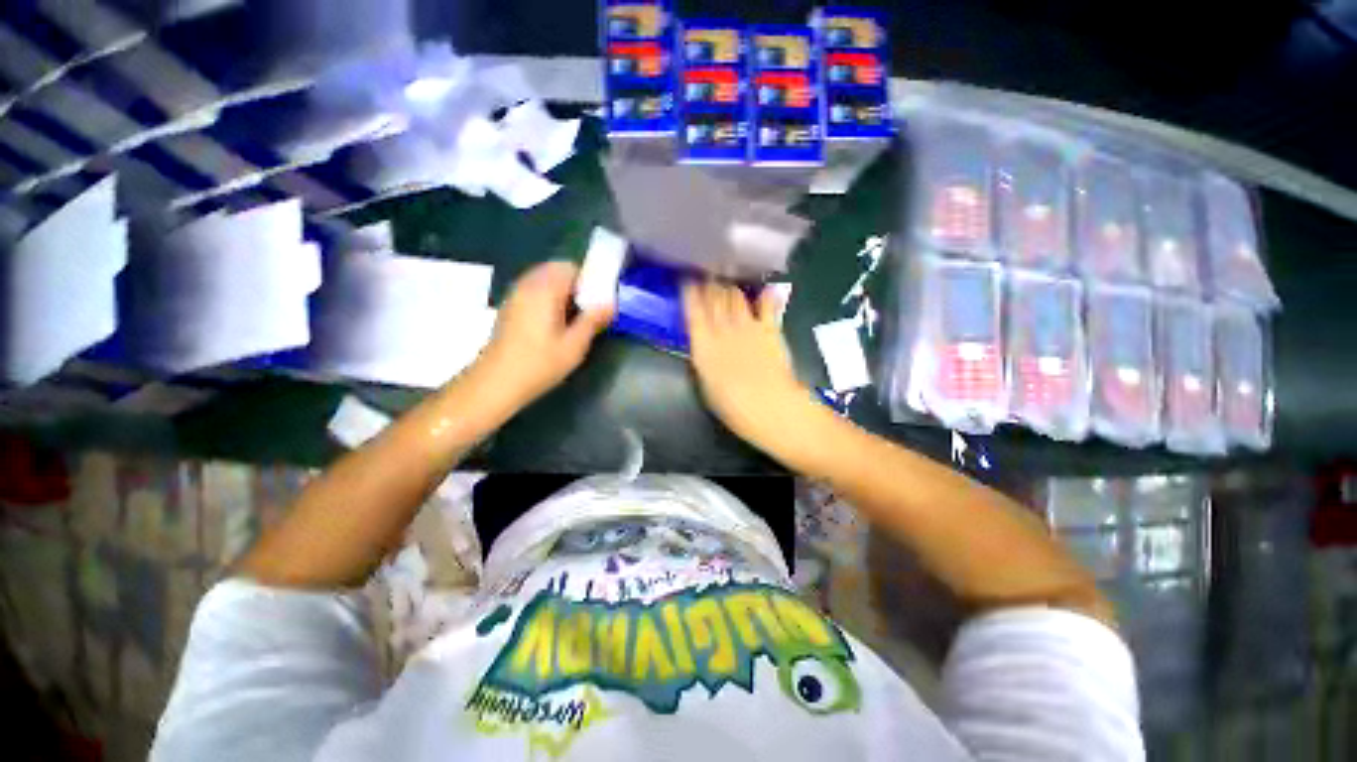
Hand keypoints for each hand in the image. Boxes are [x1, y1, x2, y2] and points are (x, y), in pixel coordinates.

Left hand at [471, 261, 612, 407]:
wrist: (496, 383)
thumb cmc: (539, 364)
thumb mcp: (574, 345)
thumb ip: (593, 320)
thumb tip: (611, 303)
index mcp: (545, 289)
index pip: (571, 267)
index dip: (589, 280)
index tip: (599, 301)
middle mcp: (527, 285)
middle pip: (556, 270)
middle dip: (576, 286)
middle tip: (588, 311)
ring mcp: (515, 295)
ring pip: (545, 281)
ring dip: (562, 293)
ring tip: (574, 319)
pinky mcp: (510, 307)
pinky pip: (534, 291)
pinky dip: (549, 299)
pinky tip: (554, 324)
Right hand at [683, 281, 811, 450]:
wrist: (767, 405)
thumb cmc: (731, 405)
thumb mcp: (706, 383)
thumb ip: (704, 358)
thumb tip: (704, 345)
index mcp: (703, 344)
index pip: (693, 310)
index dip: (690, 292)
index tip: (687, 280)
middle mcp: (722, 328)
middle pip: (714, 297)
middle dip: (709, 285)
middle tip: (707, 278)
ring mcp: (747, 326)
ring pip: (735, 295)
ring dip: (730, 288)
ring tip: (728, 286)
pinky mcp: (769, 328)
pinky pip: (766, 305)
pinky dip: (765, 296)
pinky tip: (764, 291)